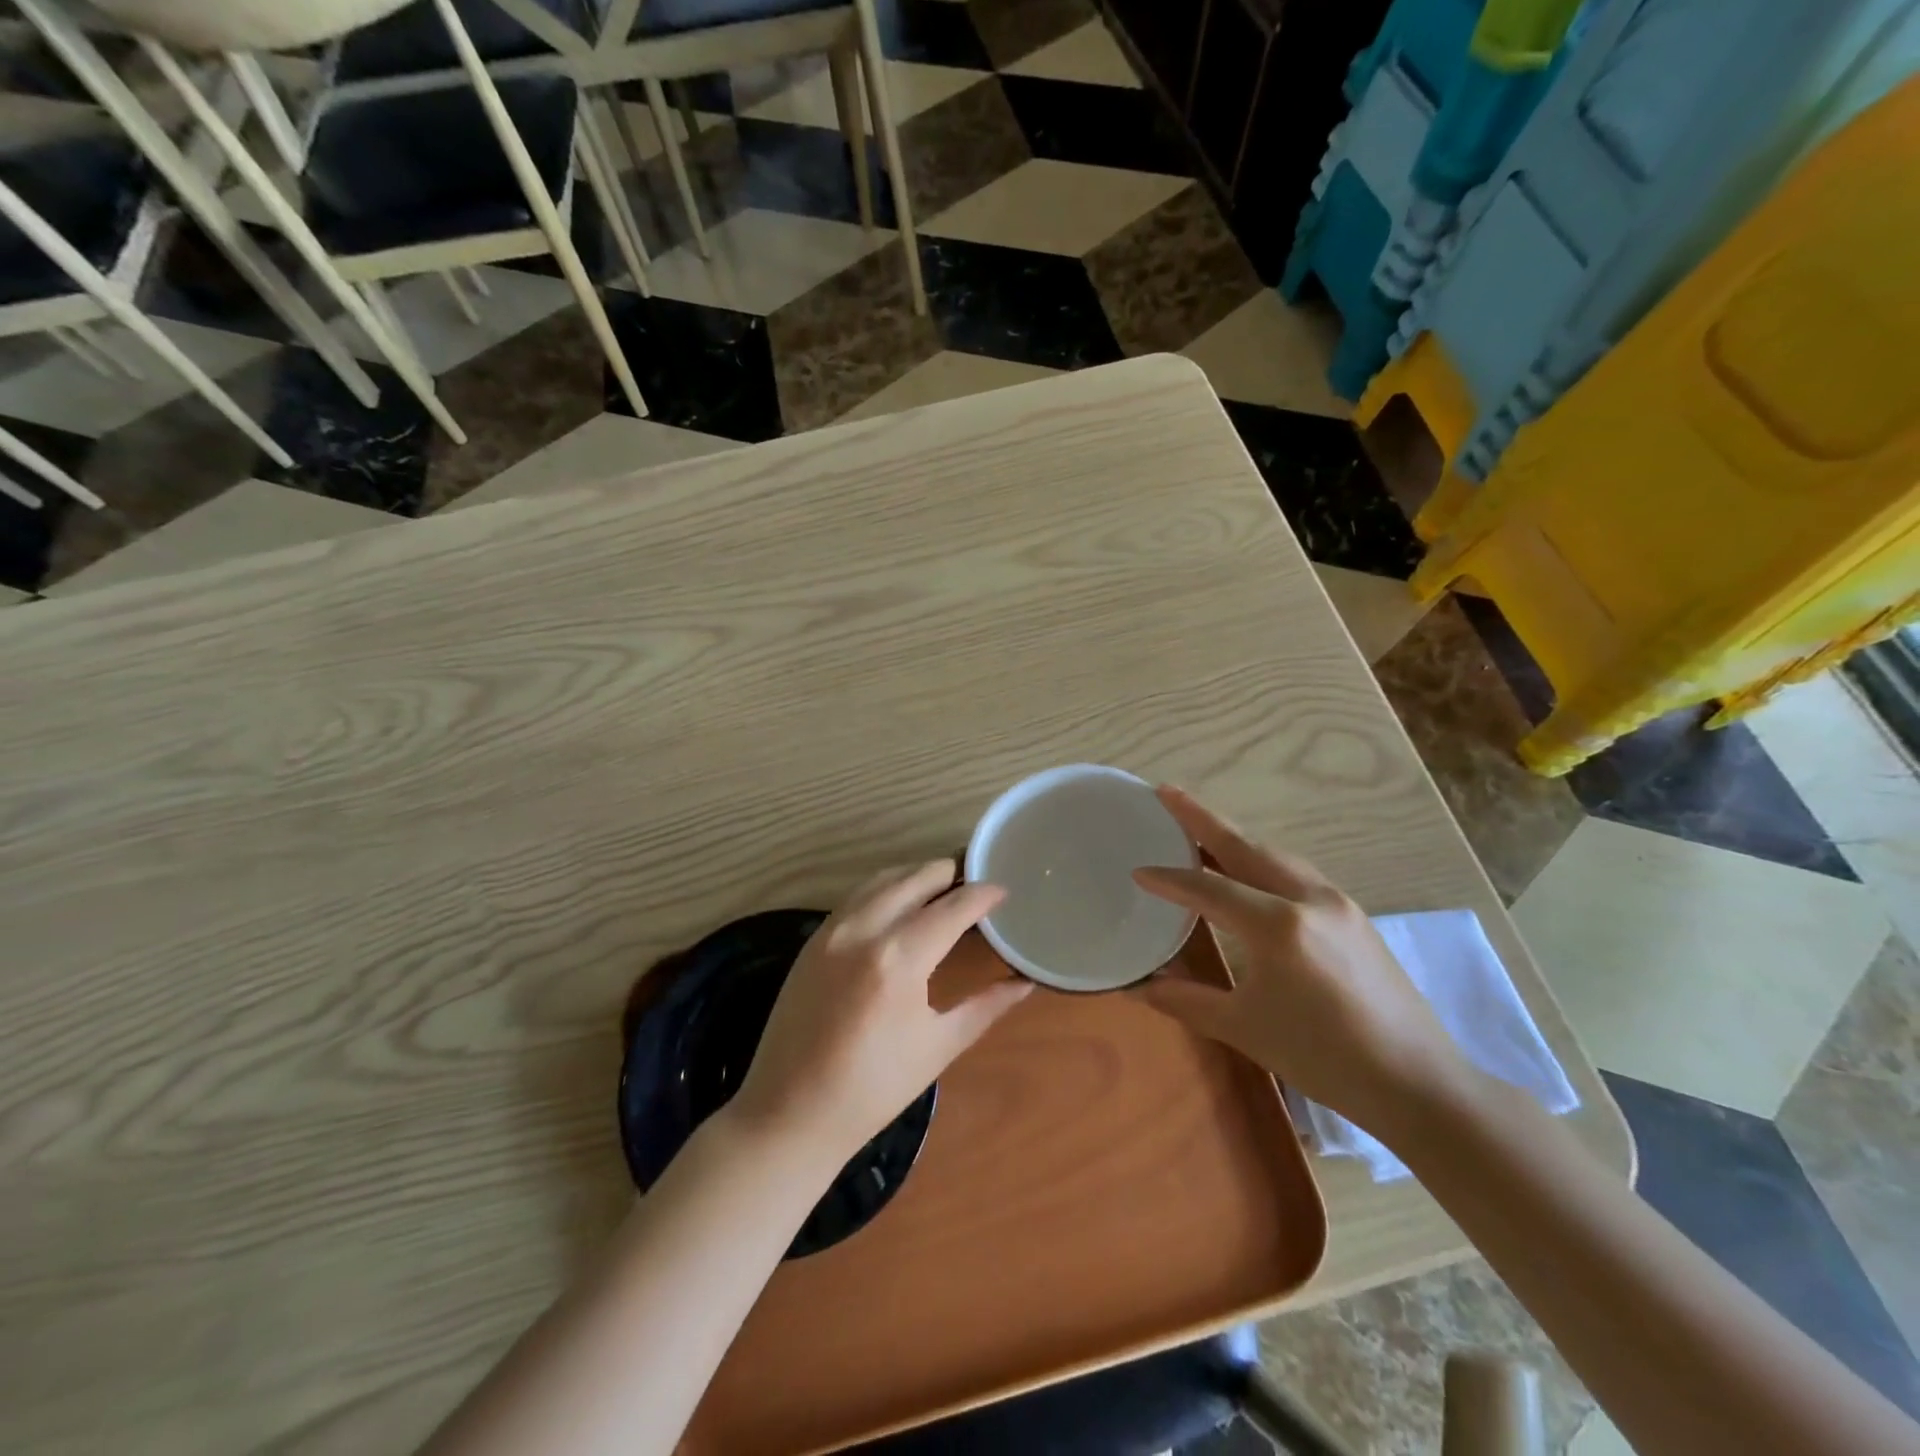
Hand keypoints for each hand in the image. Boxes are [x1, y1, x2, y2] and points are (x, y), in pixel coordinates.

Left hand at [729, 860, 1031, 1168]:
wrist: (789, 1113)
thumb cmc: (873, 1090)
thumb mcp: (938, 1047)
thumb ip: (985, 1007)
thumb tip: (1024, 983)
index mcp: (899, 959)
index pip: (952, 908)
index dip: (982, 895)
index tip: (1003, 890)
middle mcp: (864, 930)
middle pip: (916, 878)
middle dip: (950, 873)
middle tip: (975, 881)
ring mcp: (832, 930)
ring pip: (882, 879)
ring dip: (916, 875)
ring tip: (943, 886)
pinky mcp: (813, 939)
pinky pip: (856, 896)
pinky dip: (885, 888)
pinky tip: (901, 904)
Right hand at [1132, 787, 1469, 1135]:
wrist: (1419, 1083)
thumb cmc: (1325, 1058)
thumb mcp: (1245, 1029)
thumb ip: (1187, 1001)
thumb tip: (1140, 987)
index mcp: (1277, 925)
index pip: (1209, 889)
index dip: (1169, 879)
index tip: (1137, 871)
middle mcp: (1307, 898)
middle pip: (1245, 846)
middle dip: (1202, 818)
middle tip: (1166, 793)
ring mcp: (1337, 902)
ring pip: (1275, 854)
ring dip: (1235, 837)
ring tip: (1201, 828)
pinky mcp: (1354, 914)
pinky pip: (1296, 871)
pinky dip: (1263, 859)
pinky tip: (1250, 871)